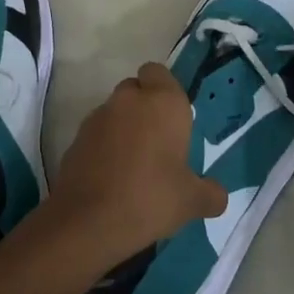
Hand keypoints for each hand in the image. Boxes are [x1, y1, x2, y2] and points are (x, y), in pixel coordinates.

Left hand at [43, 63, 226, 270]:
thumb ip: (211, 194)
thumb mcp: (192, 201)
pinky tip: (113, 178)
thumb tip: (218, 195)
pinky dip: (105, 147)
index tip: (174, 119)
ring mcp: (97, 117)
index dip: (165, 90)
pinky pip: (97, 134)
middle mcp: (128, 100)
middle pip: (136, 90)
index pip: (160, 73)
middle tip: (159, 143)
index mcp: (163, 102)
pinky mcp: (76, 139)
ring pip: (115, 111)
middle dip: (145, 109)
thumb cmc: (150, 198)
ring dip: (124, 128)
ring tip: (135, 165)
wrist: (88, 221)